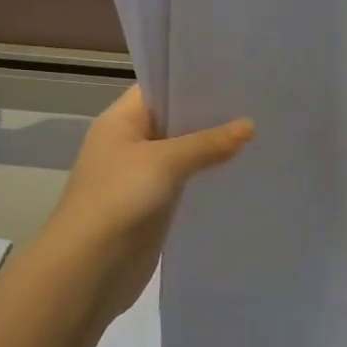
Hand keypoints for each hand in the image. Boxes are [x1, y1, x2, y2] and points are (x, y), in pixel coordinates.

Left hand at [48, 87, 253, 319]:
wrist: (88, 270)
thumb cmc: (119, 200)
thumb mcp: (165, 162)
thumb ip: (208, 142)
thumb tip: (250, 125)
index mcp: (120, 122)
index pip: (159, 88)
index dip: (193, 80)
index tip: (235, 76)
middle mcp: (129, 144)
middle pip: (174, 121)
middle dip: (210, 116)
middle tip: (256, 104)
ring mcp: (141, 177)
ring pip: (182, 154)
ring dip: (211, 149)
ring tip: (258, 135)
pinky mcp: (153, 208)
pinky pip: (185, 184)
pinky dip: (206, 178)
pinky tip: (239, 173)